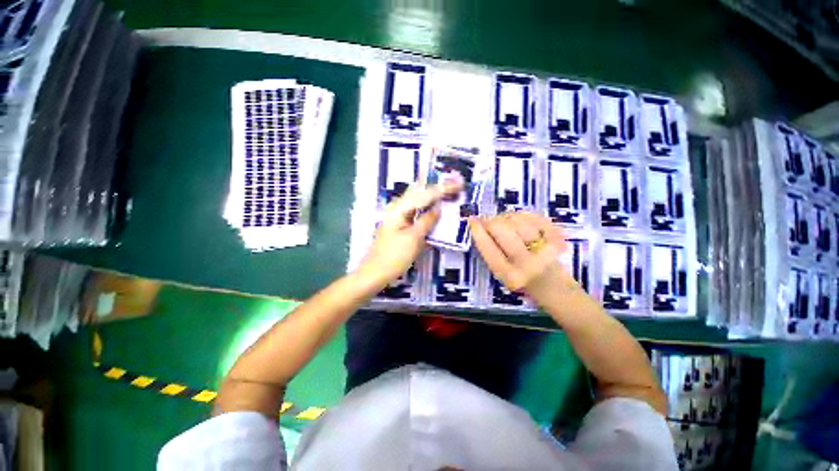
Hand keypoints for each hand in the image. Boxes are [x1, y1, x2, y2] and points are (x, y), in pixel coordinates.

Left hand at [359, 182, 461, 284]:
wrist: (375, 272)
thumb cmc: (394, 256)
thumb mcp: (413, 238)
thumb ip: (427, 220)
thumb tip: (439, 207)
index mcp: (399, 208)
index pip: (425, 194)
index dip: (443, 188)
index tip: (459, 184)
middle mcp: (397, 207)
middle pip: (420, 192)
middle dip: (437, 188)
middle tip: (455, 185)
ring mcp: (397, 215)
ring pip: (417, 200)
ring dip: (432, 196)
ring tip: (448, 191)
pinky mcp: (399, 224)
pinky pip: (415, 210)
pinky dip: (426, 207)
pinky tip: (434, 205)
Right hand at [469, 212, 576, 305]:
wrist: (554, 287)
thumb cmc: (521, 280)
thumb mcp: (500, 273)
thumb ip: (490, 252)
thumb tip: (479, 224)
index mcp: (509, 275)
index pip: (488, 247)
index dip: (477, 230)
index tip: (472, 220)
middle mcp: (527, 264)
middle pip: (501, 229)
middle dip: (490, 221)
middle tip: (488, 221)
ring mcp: (545, 250)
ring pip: (517, 220)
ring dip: (507, 217)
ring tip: (506, 223)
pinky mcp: (557, 239)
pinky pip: (534, 217)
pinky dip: (524, 215)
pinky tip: (521, 221)